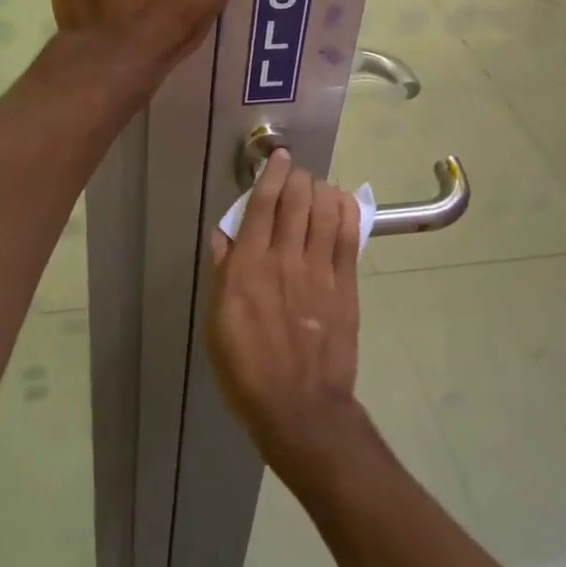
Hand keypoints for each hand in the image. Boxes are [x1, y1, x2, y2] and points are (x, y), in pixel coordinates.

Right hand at [205, 150, 366, 474]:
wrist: (299, 407)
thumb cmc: (246, 370)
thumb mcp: (217, 323)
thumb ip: (222, 273)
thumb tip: (223, 234)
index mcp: (248, 266)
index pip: (261, 204)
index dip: (271, 175)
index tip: (278, 158)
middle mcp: (284, 258)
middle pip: (296, 200)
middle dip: (298, 177)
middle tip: (297, 173)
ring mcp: (319, 270)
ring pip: (324, 211)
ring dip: (321, 189)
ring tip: (317, 187)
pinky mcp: (345, 286)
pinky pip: (348, 237)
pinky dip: (345, 212)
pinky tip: (342, 203)